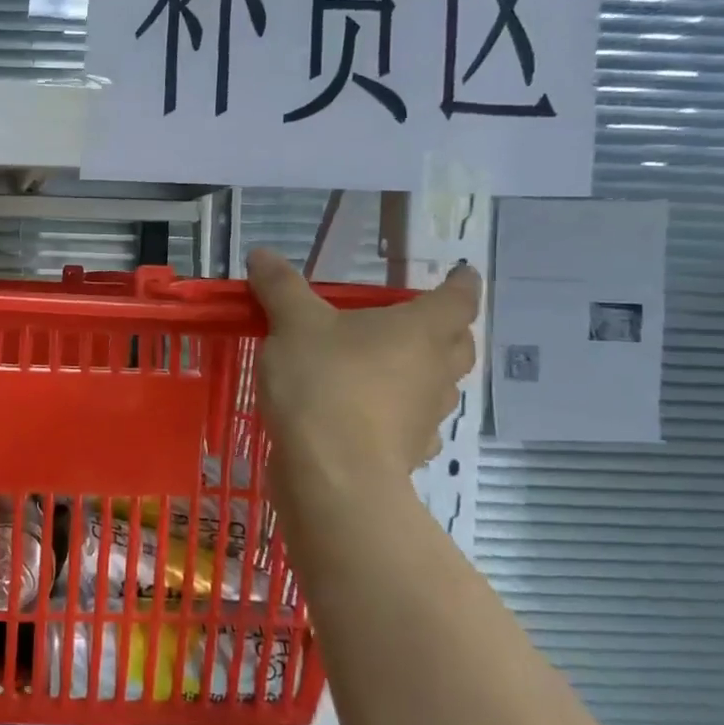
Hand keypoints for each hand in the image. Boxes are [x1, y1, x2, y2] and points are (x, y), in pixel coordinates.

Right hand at [248, 249, 479, 500]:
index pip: (458, 298)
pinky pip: (414, 426)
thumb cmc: (323, 382)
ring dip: (424, 374)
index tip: (461, 273)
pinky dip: (401, 416)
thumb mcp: (292, 324)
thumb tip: (262, 252)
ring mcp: (426, 416)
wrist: (331, 472)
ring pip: (439, 387)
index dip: (461, 283)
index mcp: (420, 330)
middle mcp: (435, 370)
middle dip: (447, 331)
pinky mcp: (407, 453)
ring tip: (391, 368)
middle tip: (421, 321)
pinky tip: (374, 417)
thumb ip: (280, 287)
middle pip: (458, 345)